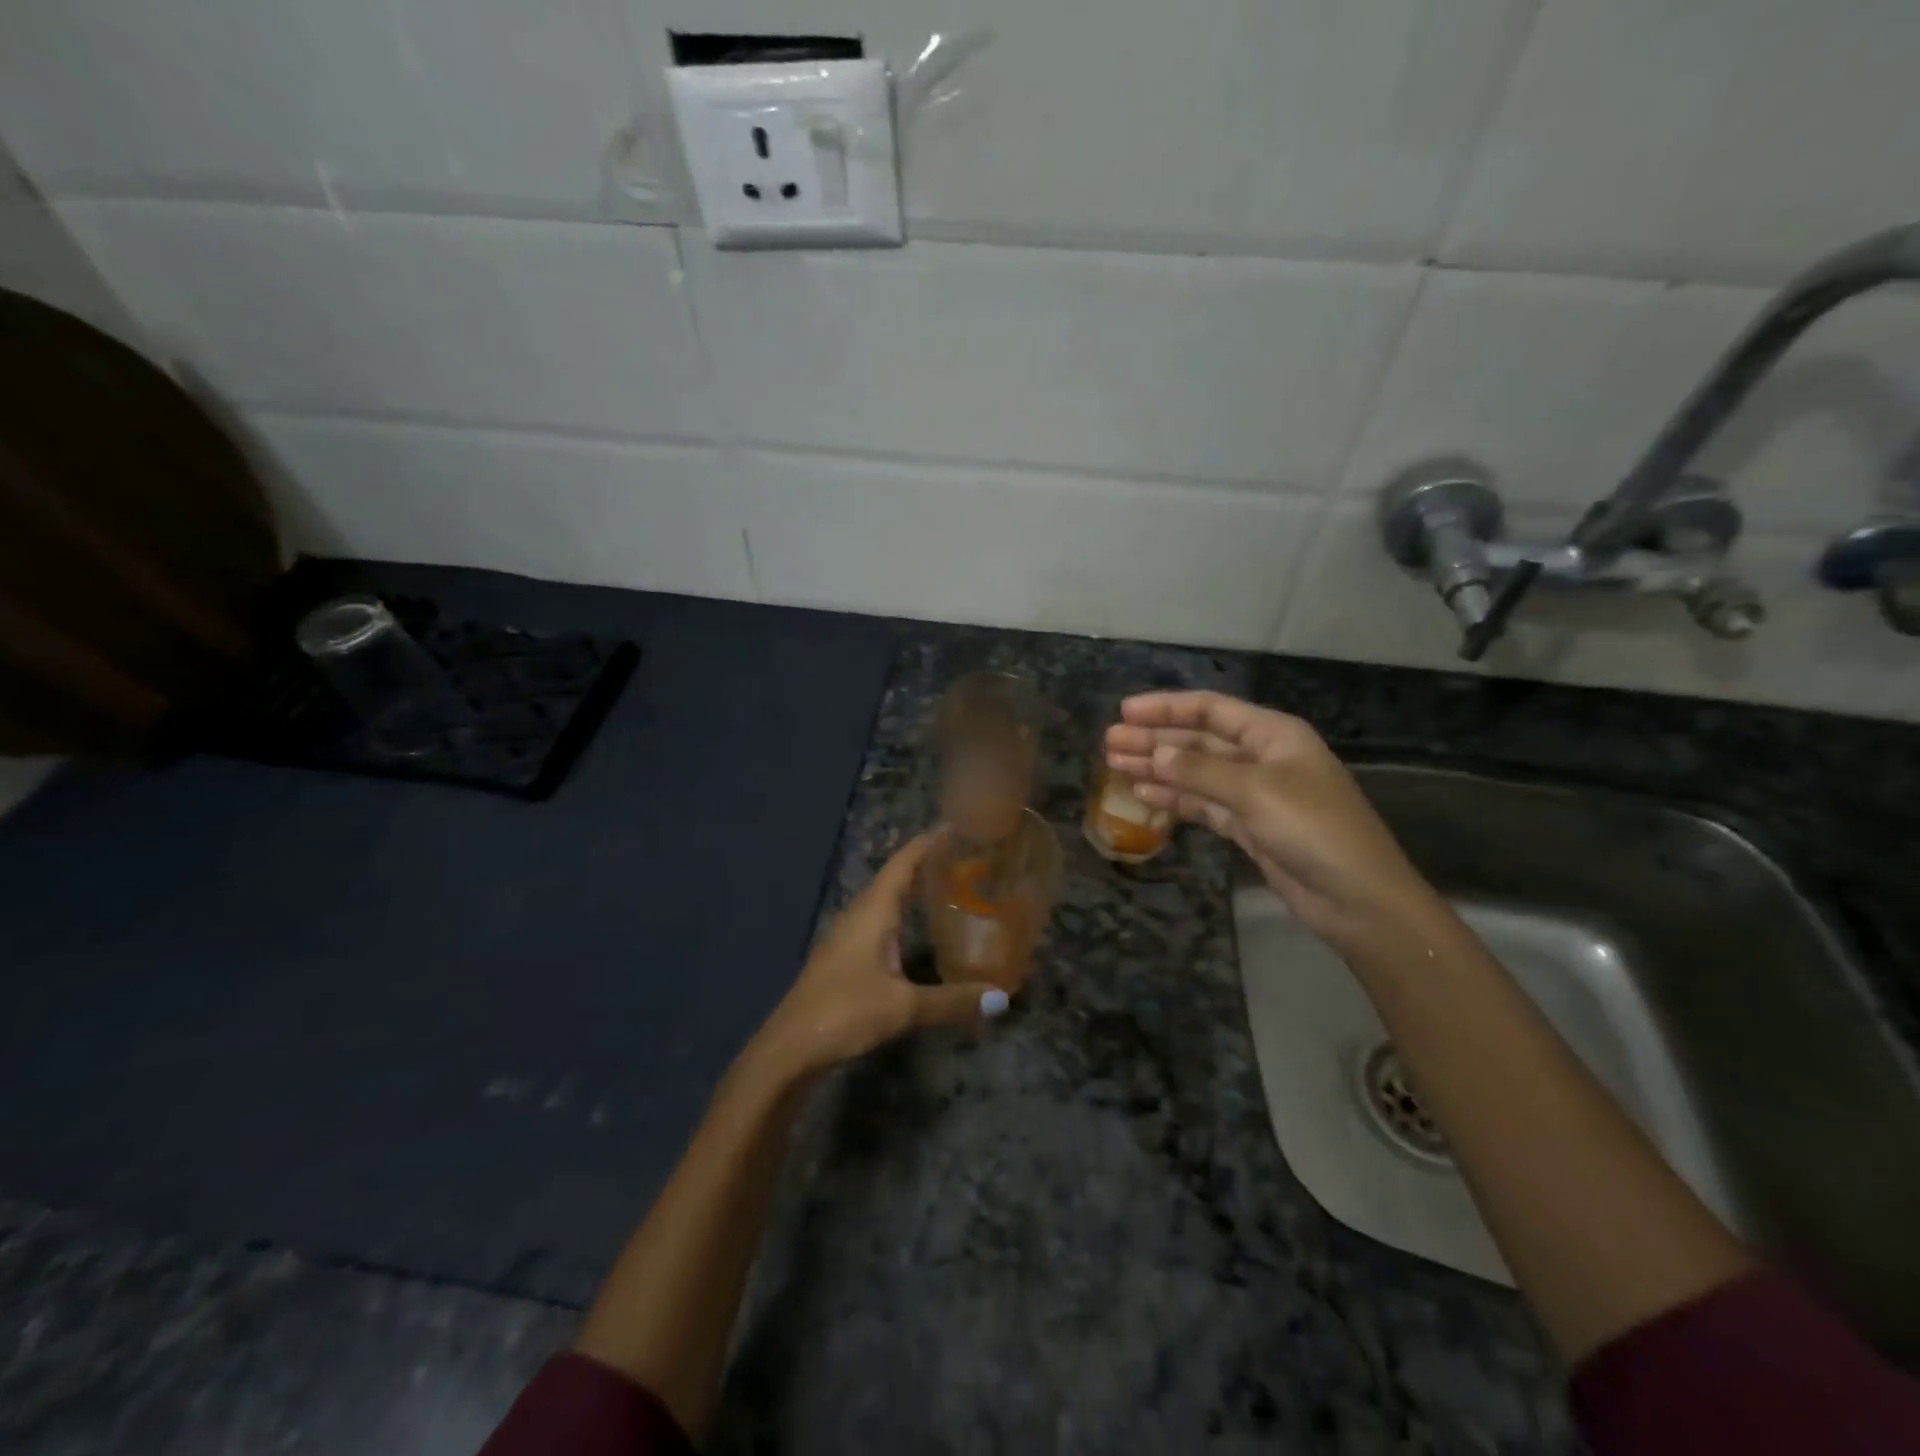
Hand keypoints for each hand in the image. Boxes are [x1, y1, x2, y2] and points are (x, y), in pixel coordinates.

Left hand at [752, 830, 1009, 1079]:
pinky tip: (920, 932)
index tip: (959, 826)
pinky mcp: (845, 958)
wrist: (788, 1048)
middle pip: (896, 876)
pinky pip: (880, 922)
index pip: (904, 862)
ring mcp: (848, 936)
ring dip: (915, 890)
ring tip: (951, 888)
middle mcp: (860, 914)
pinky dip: (904, 916)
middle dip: (928, 863)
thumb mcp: (903, 1007)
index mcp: (873, 910)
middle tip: (968, 858)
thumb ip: (952, 1001)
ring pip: (887, 900)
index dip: (929, 842)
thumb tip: (1001, 998)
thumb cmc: (844, 1012)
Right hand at [1105, 692, 1441, 949]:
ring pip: (1197, 772)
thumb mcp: (1256, 792)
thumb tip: (1153, 753)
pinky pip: (1203, 803)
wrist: (1357, 899)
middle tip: (1109, 743)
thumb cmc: (1314, 830)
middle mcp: (1262, 757)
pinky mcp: (1248, 826)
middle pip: (1199, 740)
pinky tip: (1145, 794)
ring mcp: (1255, 793)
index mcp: (1273, 734)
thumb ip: (1201, 770)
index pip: (1211, 710)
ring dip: (1159, 768)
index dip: (1167, 708)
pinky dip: (1175, 798)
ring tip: (1115, 766)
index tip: (1125, 711)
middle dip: (1155, 739)